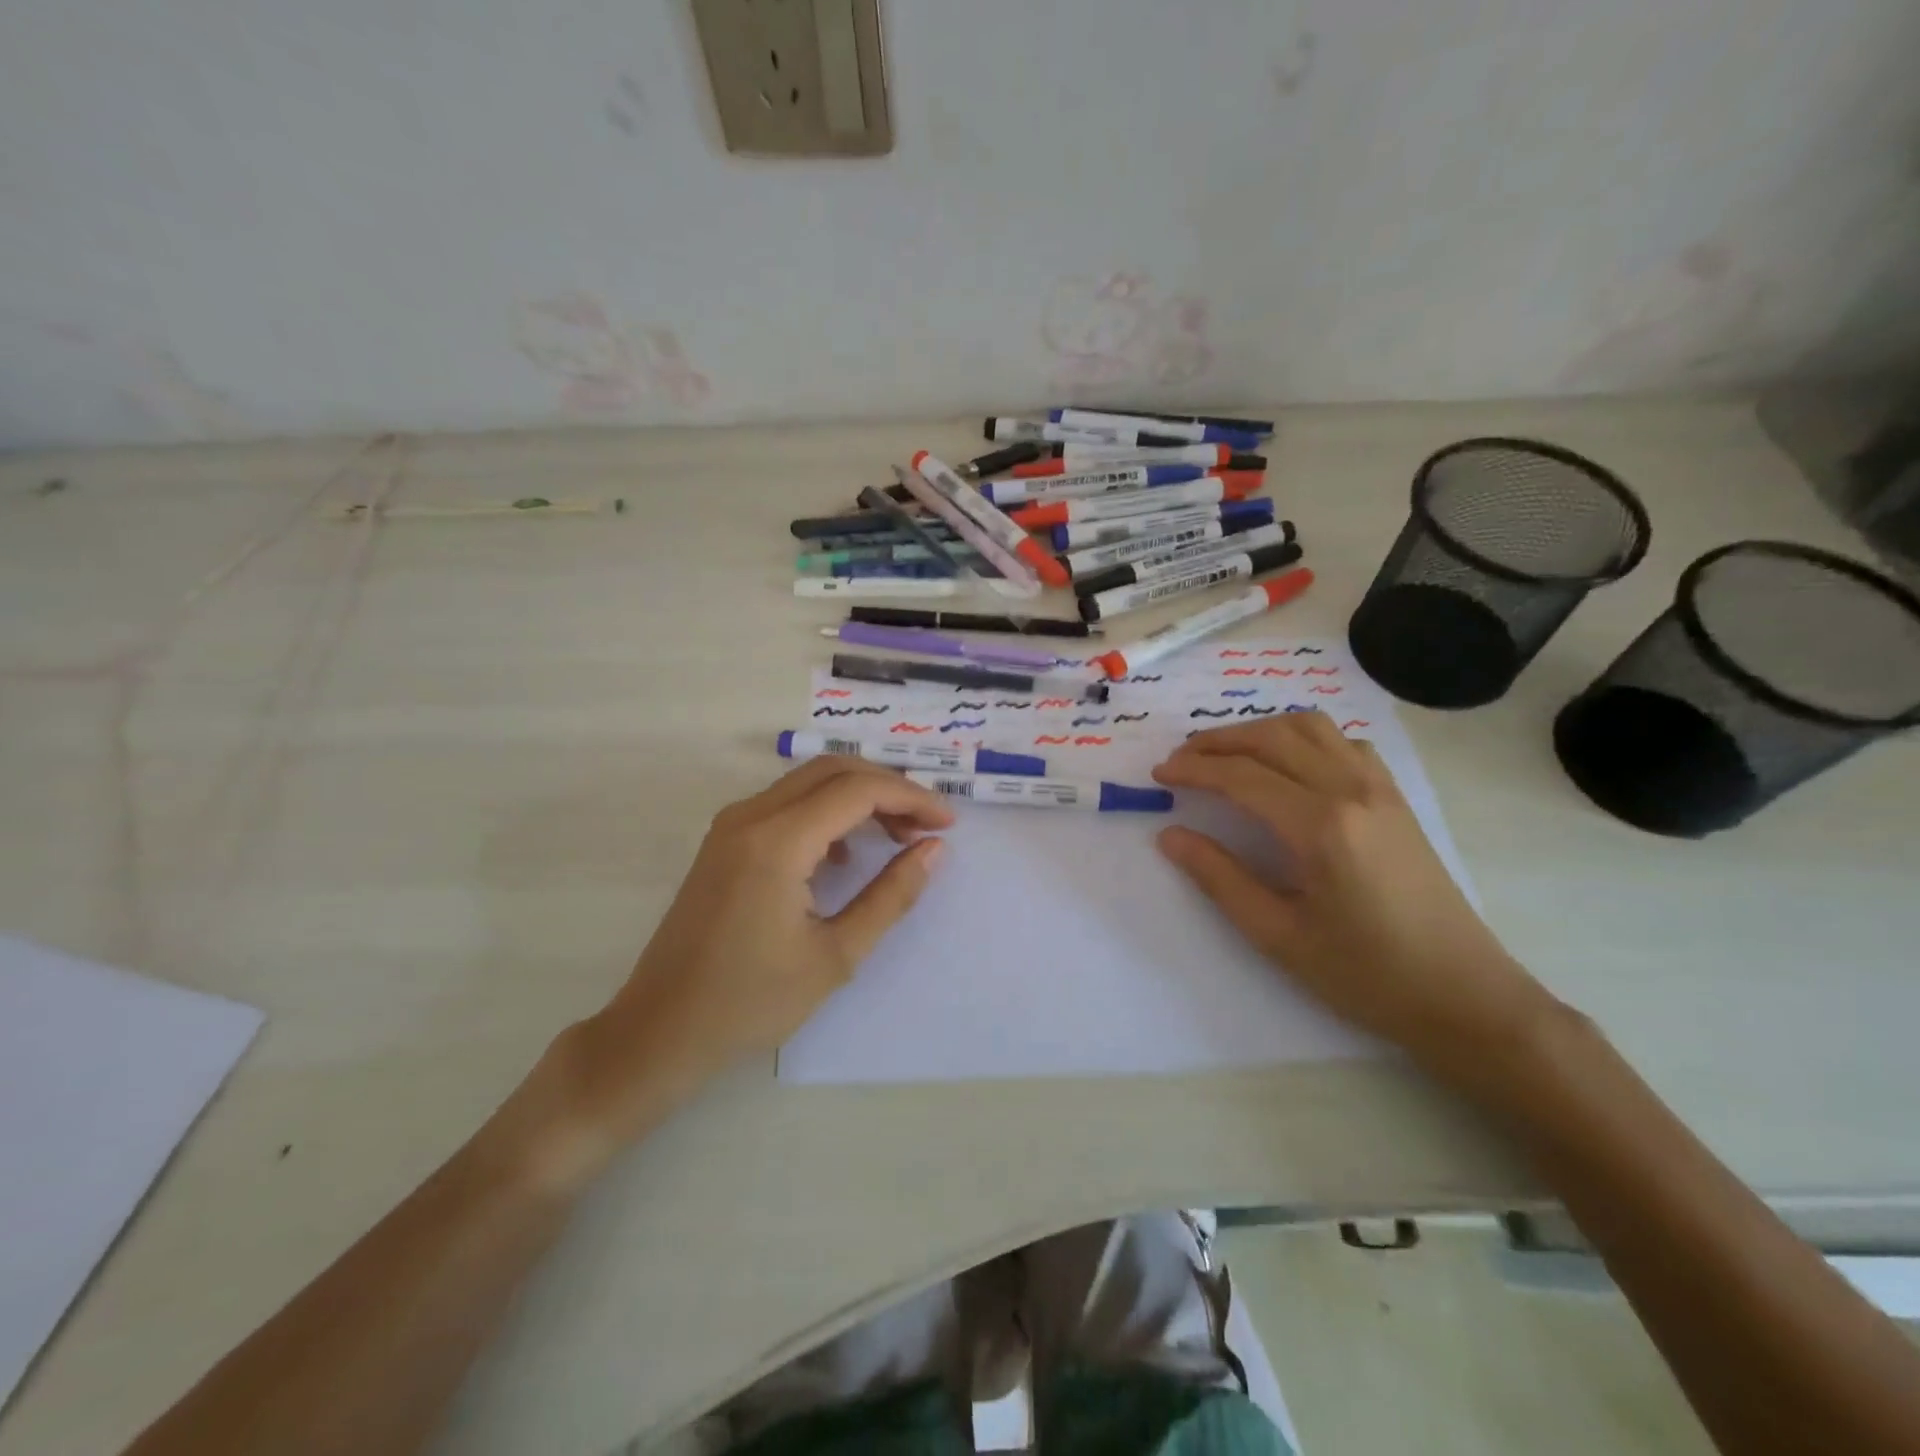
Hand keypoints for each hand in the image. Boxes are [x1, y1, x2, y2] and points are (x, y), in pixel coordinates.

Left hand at [542, 758, 952, 1168]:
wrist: (660, 1031)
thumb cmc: (751, 1002)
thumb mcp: (836, 955)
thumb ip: (891, 895)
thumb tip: (933, 849)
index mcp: (777, 842)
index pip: (858, 790)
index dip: (911, 797)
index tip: (948, 824)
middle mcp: (750, 817)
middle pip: (834, 771)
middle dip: (888, 788)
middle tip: (927, 826)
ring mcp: (731, 826)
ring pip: (809, 783)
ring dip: (858, 797)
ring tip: (898, 836)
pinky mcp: (724, 841)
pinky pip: (786, 804)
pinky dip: (827, 812)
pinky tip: (846, 855)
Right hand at [1152, 715, 1556, 1090]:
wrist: (1464, 996)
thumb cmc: (1366, 975)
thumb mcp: (1278, 935)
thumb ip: (1219, 878)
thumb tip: (1170, 836)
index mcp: (1321, 826)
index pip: (1241, 776)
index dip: (1193, 769)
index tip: (1159, 774)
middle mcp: (1351, 790)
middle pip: (1272, 738)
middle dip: (1217, 741)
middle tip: (1180, 759)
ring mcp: (1380, 789)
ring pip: (1310, 728)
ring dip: (1259, 731)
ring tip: (1225, 754)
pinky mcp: (1396, 798)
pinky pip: (1343, 742)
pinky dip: (1303, 738)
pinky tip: (1287, 765)